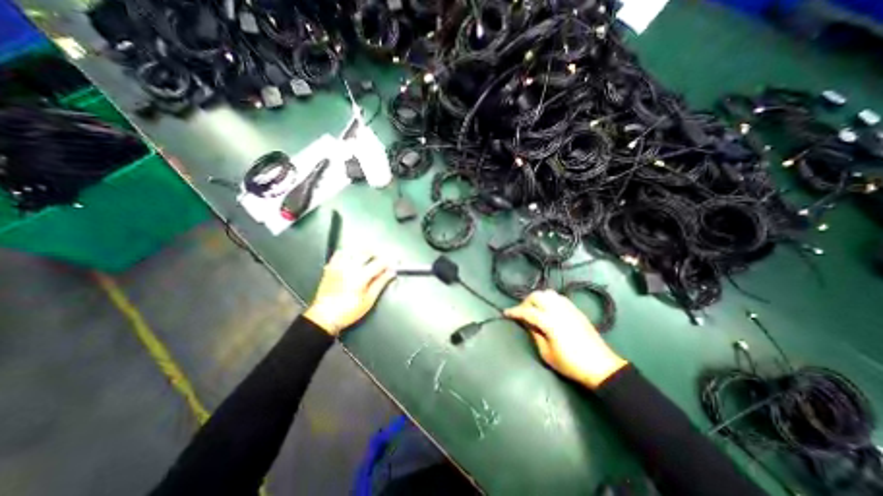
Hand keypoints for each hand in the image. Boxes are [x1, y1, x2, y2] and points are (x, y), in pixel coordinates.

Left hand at [308, 250, 397, 334]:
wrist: (324, 317)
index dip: (389, 261)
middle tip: (384, 260)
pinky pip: (340, 253)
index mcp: (360, 276)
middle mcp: (349, 267)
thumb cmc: (348, 311)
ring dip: (364, 251)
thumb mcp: (369, 300)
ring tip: (370, 257)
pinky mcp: (330, 267)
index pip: (379, 263)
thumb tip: (391, 272)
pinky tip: (353, 258)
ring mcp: (338, 266)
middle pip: (367, 252)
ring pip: (354, 250)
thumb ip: (380, 283)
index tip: (395, 262)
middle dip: (378, 253)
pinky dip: (349, 253)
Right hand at [503, 288, 627, 388]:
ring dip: (538, 298)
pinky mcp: (576, 309)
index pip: (527, 311)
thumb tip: (528, 323)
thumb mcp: (547, 354)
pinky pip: (558, 297)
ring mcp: (569, 308)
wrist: (601, 367)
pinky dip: (549, 299)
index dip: (515, 311)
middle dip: (526, 302)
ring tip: (534, 309)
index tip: (506, 313)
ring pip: (548, 293)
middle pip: (537, 296)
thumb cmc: (571, 364)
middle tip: (522, 312)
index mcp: (550, 323)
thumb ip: (535, 335)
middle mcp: (558, 310)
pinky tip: (548, 309)